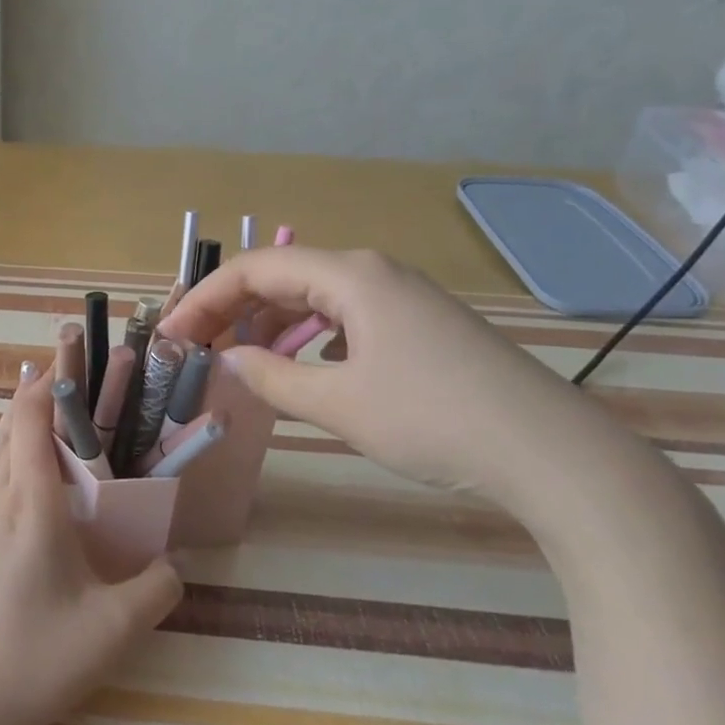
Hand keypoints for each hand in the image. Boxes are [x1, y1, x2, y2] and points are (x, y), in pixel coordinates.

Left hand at [0, 364, 182, 724]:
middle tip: (77, 388)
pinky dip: (7, 454)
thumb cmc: (38, 657)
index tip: (73, 361)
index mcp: (29, 501)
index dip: (49, 383)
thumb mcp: (114, 628)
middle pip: (8, 425)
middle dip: (39, 397)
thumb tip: (173, 563)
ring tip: (55, 423)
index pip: (30, 418)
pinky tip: (26, 478)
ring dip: (20, 426)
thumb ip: (157, 588)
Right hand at [160, 247, 623, 501]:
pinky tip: (301, 364)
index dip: (204, 299)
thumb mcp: (338, 404)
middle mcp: (374, 273)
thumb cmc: (434, 420)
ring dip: (267, 323)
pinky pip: (344, 316)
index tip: (170, 334)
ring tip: (236, 357)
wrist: (554, 454)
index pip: (255, 270)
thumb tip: (228, 360)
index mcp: (351, 276)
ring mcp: (402, 297)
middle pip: (282, 277)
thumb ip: (271, 378)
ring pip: (313, 297)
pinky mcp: (420, 325)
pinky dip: (307, 334)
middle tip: (192, 347)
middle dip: (231, 309)